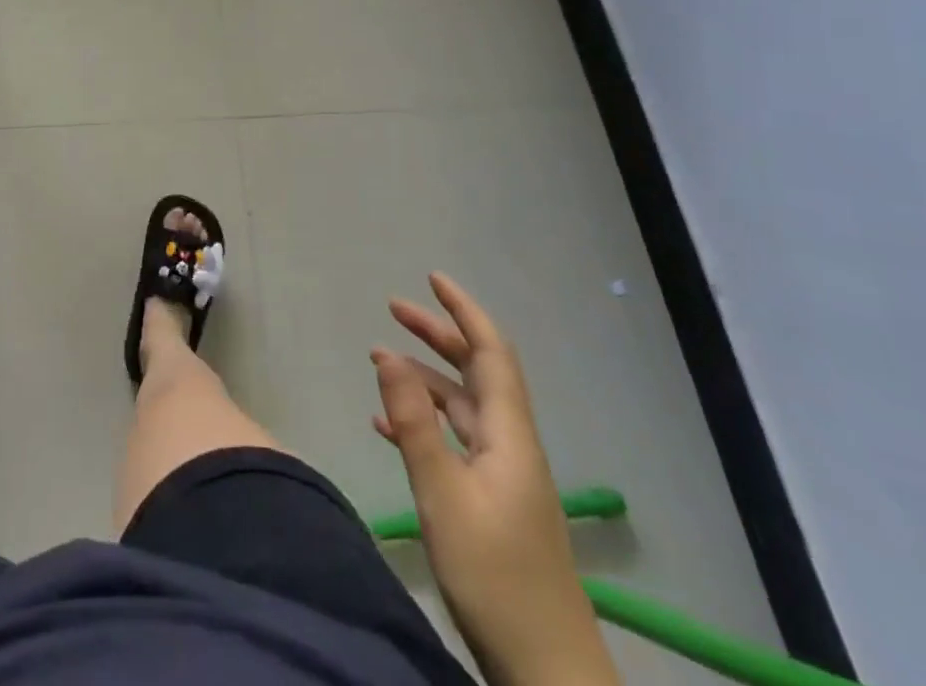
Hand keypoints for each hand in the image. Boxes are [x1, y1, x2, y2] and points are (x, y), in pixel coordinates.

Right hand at [372, 275, 616, 685]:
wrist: (546, 671)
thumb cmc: (496, 576)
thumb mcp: (443, 494)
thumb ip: (414, 422)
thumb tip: (387, 353)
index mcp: (509, 435)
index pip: (491, 353)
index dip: (464, 311)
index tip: (433, 279)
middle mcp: (510, 445)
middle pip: (475, 373)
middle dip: (438, 335)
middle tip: (394, 309)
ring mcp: (502, 476)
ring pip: (461, 407)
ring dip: (424, 378)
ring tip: (379, 361)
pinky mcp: (490, 503)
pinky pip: (453, 442)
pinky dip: (421, 423)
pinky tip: (386, 426)